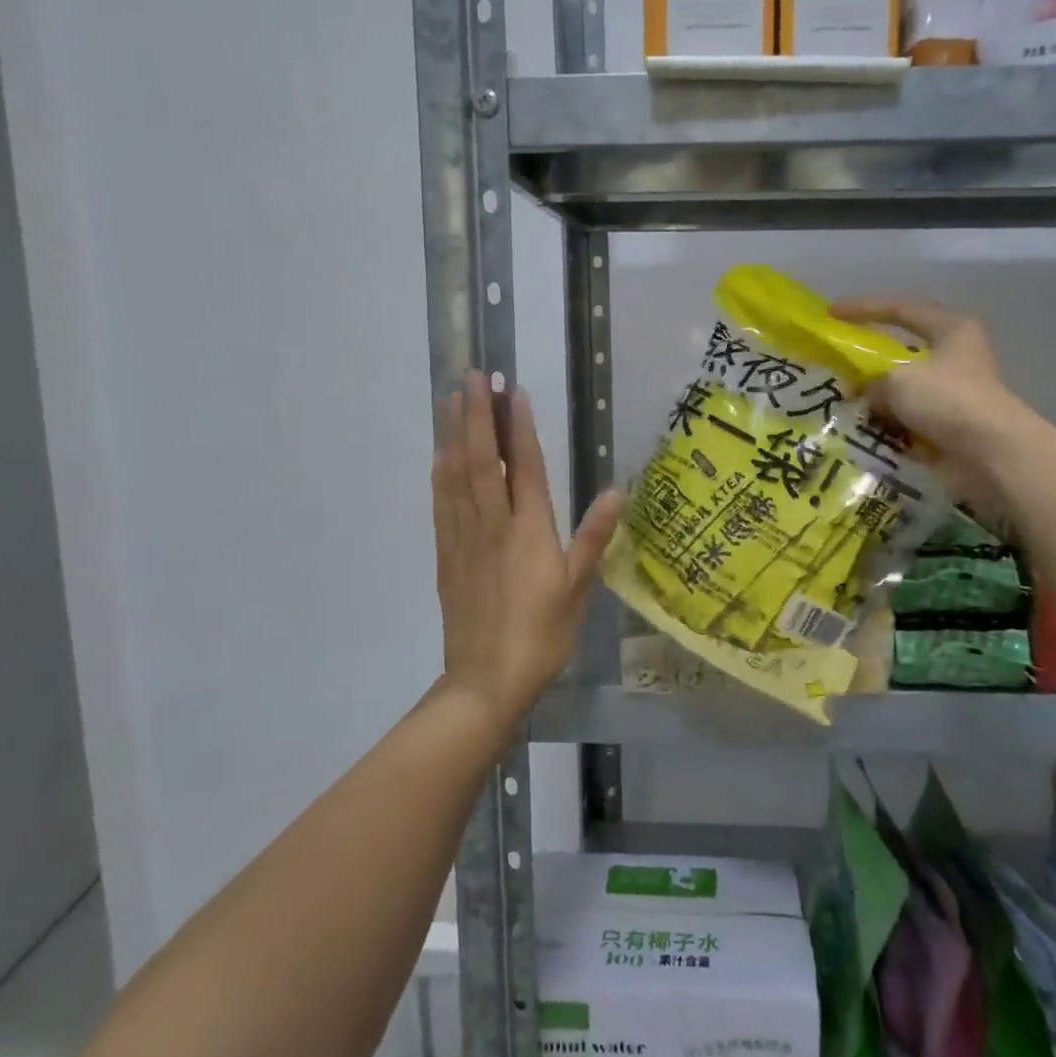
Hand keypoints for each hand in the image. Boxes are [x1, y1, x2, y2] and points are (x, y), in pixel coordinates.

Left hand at [431, 373, 623, 726]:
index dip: (520, 426)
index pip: (525, 467)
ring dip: (454, 434)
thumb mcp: (578, 589)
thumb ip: (594, 538)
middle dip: (478, 415)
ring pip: (456, 475)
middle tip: (473, 376)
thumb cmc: (542, 635)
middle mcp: (493, 524)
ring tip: (451, 399)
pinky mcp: (446, 555)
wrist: (486, 680)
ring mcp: (464, 538)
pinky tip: (440, 454)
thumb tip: (615, 492)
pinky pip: (441, 503)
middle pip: (483, 460)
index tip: (513, 390)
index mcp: (529, 530)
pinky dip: (440, 472)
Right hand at [828, 296, 1024, 496]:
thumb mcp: (897, 378)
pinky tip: (860, 431)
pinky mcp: (947, 428)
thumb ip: (871, 380)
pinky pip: (906, 421)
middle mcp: (954, 357)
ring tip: (841, 402)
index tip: (831, 313)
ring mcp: (951, 395)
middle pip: (901, 352)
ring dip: (875, 399)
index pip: (901, 309)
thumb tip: (864, 394)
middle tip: (834, 364)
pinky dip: (886, 426)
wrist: (990, 454)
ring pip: (902, 391)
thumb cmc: (947, 399)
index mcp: (951, 329)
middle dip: (868, 361)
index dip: (864, 308)